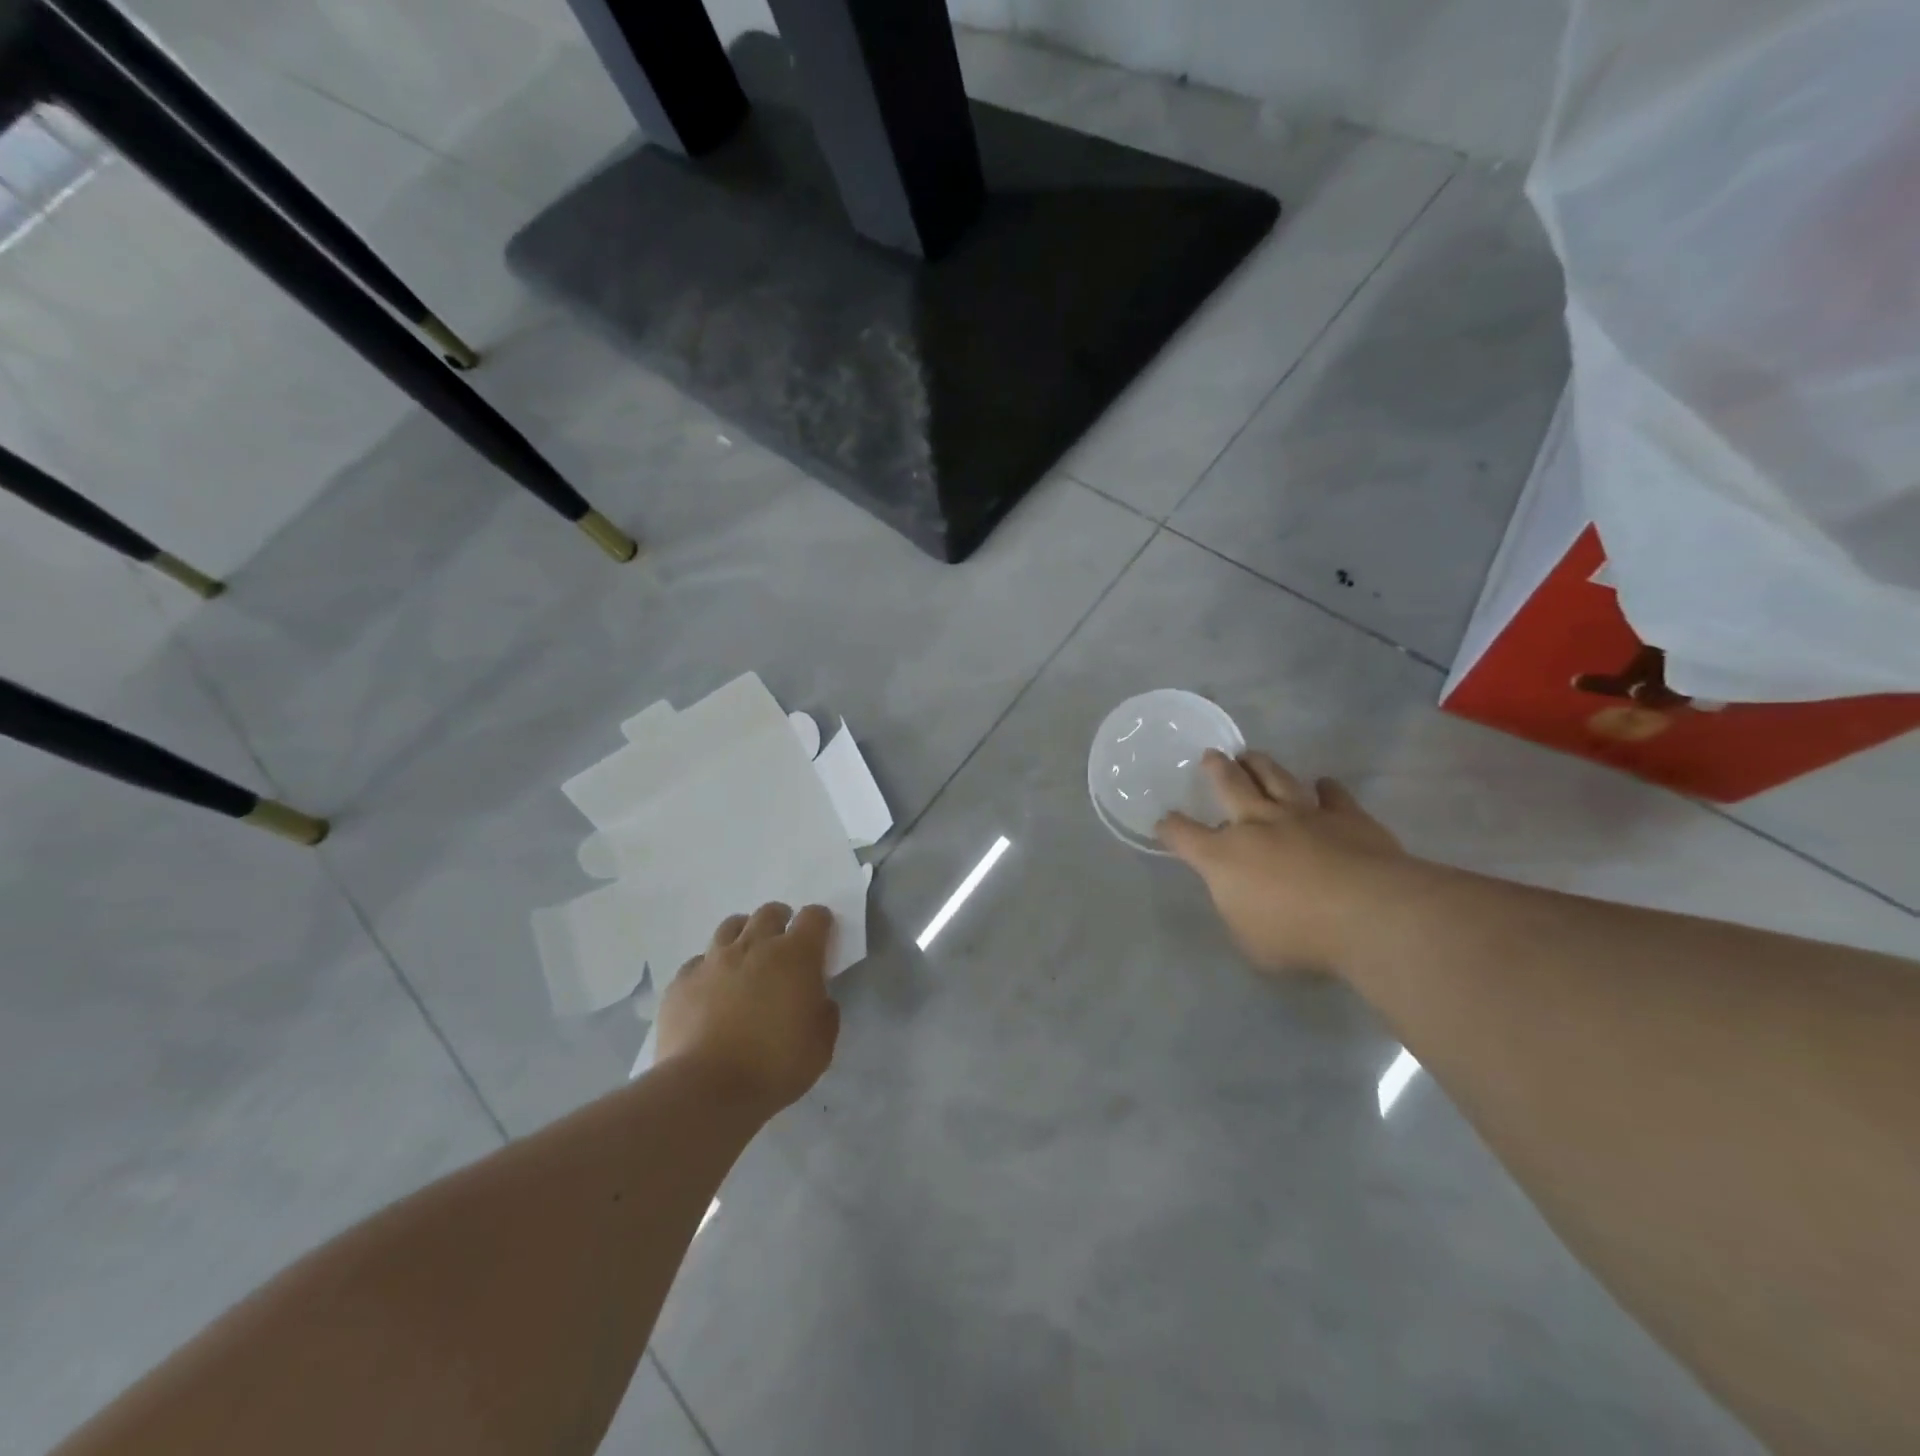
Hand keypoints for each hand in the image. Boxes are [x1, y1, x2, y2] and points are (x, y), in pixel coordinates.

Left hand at [655, 903, 840, 1115]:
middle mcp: (754, 946)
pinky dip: (709, 969)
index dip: (819, 923)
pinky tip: (711, 991)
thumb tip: (817, 1000)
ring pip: (731, 927)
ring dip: (744, 935)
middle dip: (780, 921)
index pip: (814, 917)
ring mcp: (713, 960)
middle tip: (782, 946)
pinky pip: (699, 962)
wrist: (706, 1089)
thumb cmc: (774, 1066)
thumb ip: (824, 1014)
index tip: (821, 938)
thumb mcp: (821, 1046)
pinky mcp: (682, 981)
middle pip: (769, 913)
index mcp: (795, 956)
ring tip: (745, 959)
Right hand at [1158, 750, 1406, 975]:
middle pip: (1229, 785)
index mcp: (1223, 856)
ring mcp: (1302, 814)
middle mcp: (1256, 824)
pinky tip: (1324, 784)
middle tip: (1211, 756)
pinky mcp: (1345, 815)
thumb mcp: (1251, 942)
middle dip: (1216, 769)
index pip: (1183, 835)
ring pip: (1274, 777)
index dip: (1171, 827)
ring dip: (1260, 764)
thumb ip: (1240, 913)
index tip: (1165, 822)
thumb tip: (1242, 900)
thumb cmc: (1299, 936)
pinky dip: (1326, 788)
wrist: (1369, 914)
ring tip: (1251, 755)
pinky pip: (1332, 794)